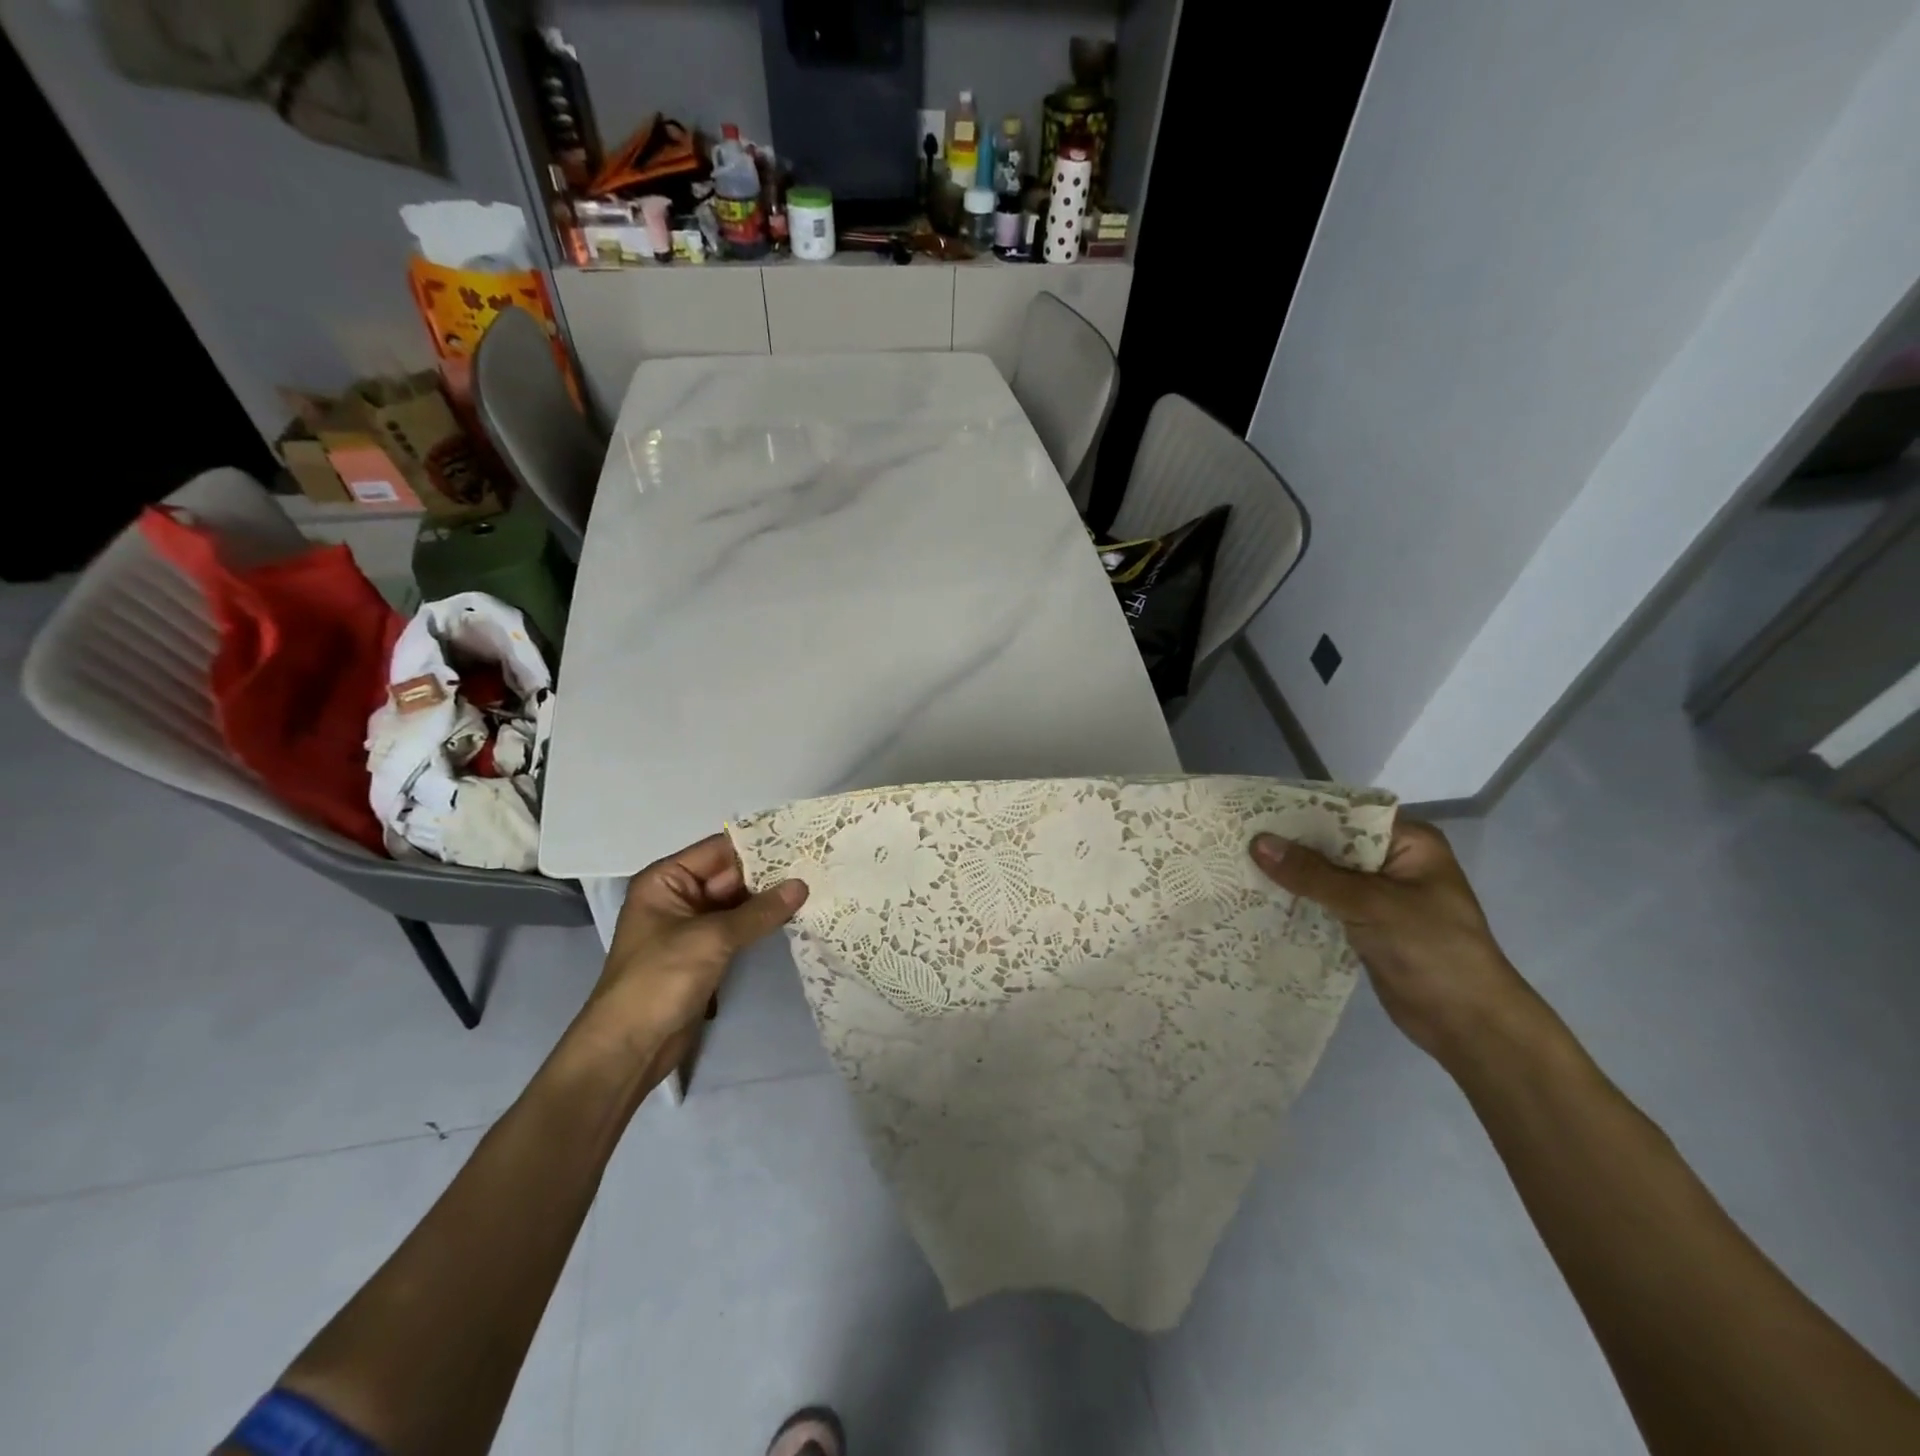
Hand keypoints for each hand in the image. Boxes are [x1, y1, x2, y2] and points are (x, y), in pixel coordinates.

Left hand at [581, 835, 806, 1078]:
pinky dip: (763, 922)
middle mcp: (678, 895)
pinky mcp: (705, 952)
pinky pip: (738, 927)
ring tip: (815, 884)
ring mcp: (692, 926)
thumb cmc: (659, 980)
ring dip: (770, 898)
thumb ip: (759, 911)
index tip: (802, 839)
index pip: (719, 850)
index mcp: (666, 879)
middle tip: (817, 862)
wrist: (629, 1048)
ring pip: (738, 902)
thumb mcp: (711, 938)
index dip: (759, 845)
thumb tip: (802, 885)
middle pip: (731, 874)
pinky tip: (796, 914)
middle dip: (771, 872)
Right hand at [1250, 821, 1535, 1061]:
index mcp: (1409, 842)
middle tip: (1237, 837)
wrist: (1468, 1023)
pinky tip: (1259, 897)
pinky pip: (1324, 903)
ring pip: (1324, 875)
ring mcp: (1380, 895)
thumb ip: (1312, 873)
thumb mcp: (1369, 903)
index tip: (1255, 810)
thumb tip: (1257, 842)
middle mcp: (1393, 862)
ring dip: (1290, 874)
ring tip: (1238, 864)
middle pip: (1332, 844)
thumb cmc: (1431, 949)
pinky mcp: (1366, 924)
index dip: (1302, 811)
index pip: (1347, 813)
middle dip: (1289, 844)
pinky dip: (1298, 900)